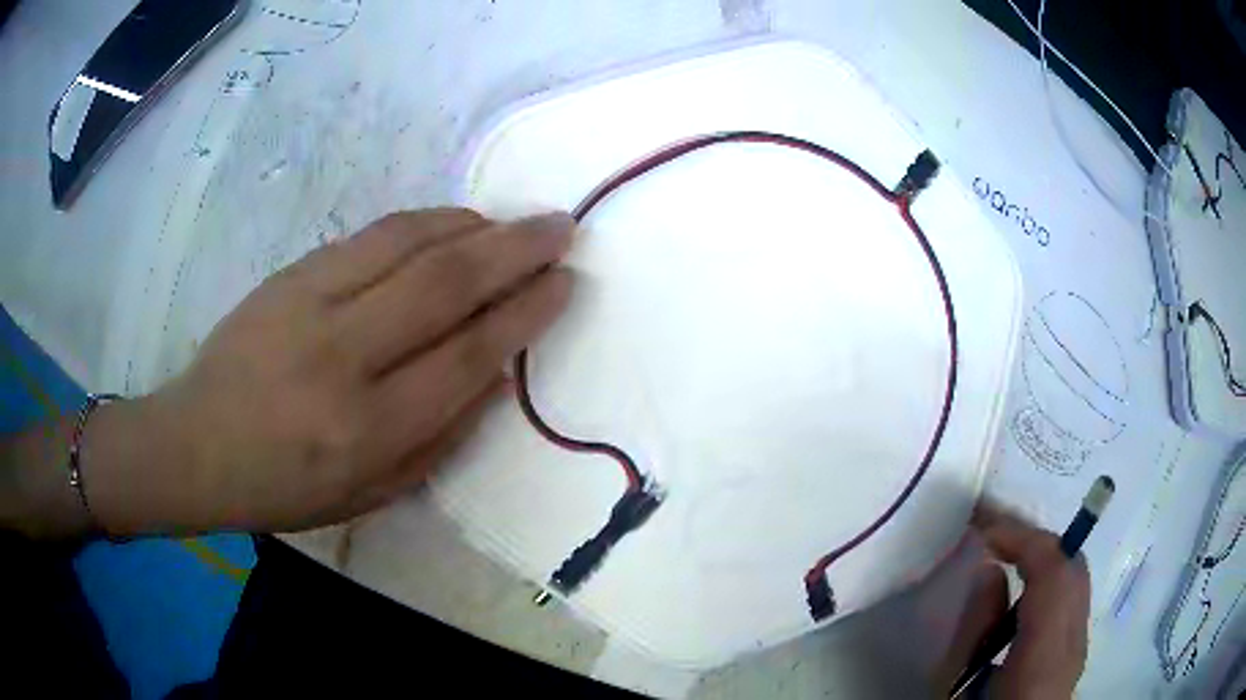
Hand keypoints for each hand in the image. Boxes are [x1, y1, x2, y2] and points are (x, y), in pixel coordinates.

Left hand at [84, 209, 574, 535]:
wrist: (197, 443)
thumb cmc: (284, 487)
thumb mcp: (370, 493)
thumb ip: (440, 439)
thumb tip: (497, 373)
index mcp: (366, 430)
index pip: (466, 357)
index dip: (524, 315)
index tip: (564, 284)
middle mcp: (343, 358)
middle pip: (445, 286)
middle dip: (515, 251)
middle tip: (561, 228)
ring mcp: (311, 304)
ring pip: (410, 244)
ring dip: (474, 227)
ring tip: (512, 224)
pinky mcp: (291, 274)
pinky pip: (372, 235)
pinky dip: (425, 222)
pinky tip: (453, 222)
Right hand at [939, 506, 1090, 698]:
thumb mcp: (957, 689)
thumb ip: (977, 629)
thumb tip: (990, 570)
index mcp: (1046, 656)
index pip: (1054, 572)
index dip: (1024, 537)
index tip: (984, 526)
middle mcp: (1076, 642)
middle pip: (1073, 566)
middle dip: (1035, 538)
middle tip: (994, 531)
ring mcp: (1082, 643)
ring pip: (1076, 576)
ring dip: (1043, 554)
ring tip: (1007, 549)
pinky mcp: (1077, 648)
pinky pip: (1071, 595)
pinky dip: (1050, 576)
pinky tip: (1024, 584)